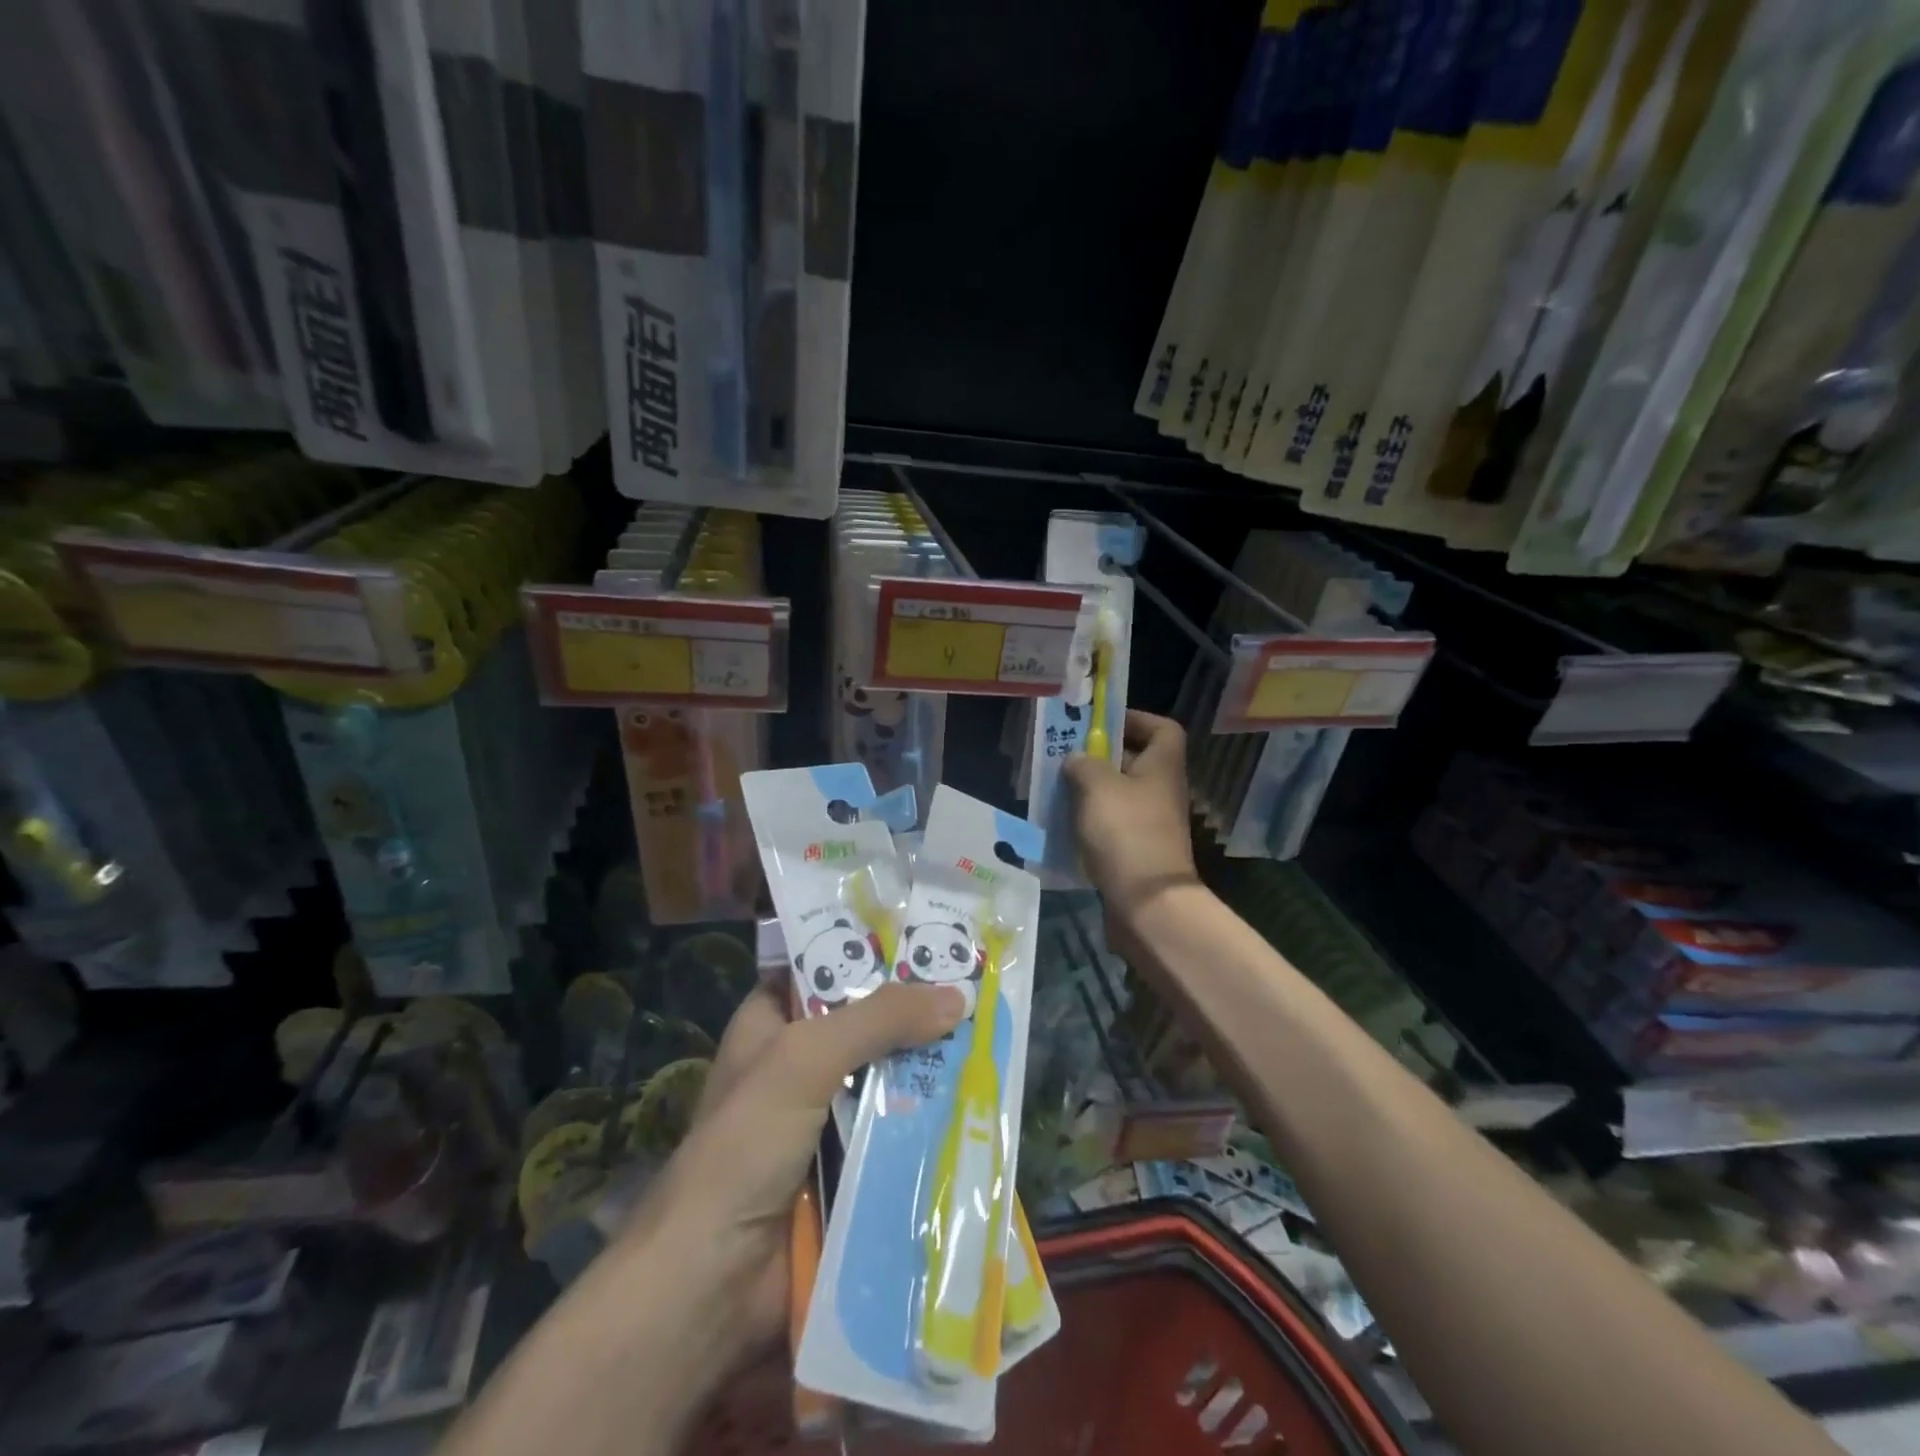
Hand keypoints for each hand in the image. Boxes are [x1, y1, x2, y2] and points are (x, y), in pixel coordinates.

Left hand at [620, 978, 967, 1365]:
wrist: (714, 1282)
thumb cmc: (746, 1145)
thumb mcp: (806, 1058)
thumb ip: (878, 1019)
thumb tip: (957, 996)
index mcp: (771, 1023)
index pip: (824, 968)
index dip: (872, 952)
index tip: (932, 941)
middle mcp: (798, 1062)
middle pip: (866, 1023)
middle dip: (916, 1012)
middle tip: (979, 991)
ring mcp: (824, 1118)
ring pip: (887, 1077)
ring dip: (931, 1068)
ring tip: (993, 1040)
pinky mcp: (848, 1166)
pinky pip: (897, 1130)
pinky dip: (930, 1121)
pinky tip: (979, 1105)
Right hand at [1063, 710, 1200, 944]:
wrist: (1147, 903)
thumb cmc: (1126, 832)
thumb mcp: (1097, 786)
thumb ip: (1082, 763)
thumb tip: (1076, 759)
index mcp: (1162, 766)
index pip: (1162, 729)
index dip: (1135, 720)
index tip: (1102, 724)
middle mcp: (1162, 791)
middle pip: (1135, 762)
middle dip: (1100, 758)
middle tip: (1066, 757)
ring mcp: (1152, 824)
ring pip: (1119, 796)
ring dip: (1091, 792)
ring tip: (1057, 791)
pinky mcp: (1137, 852)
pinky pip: (1112, 826)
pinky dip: (1091, 823)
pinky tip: (1064, 826)